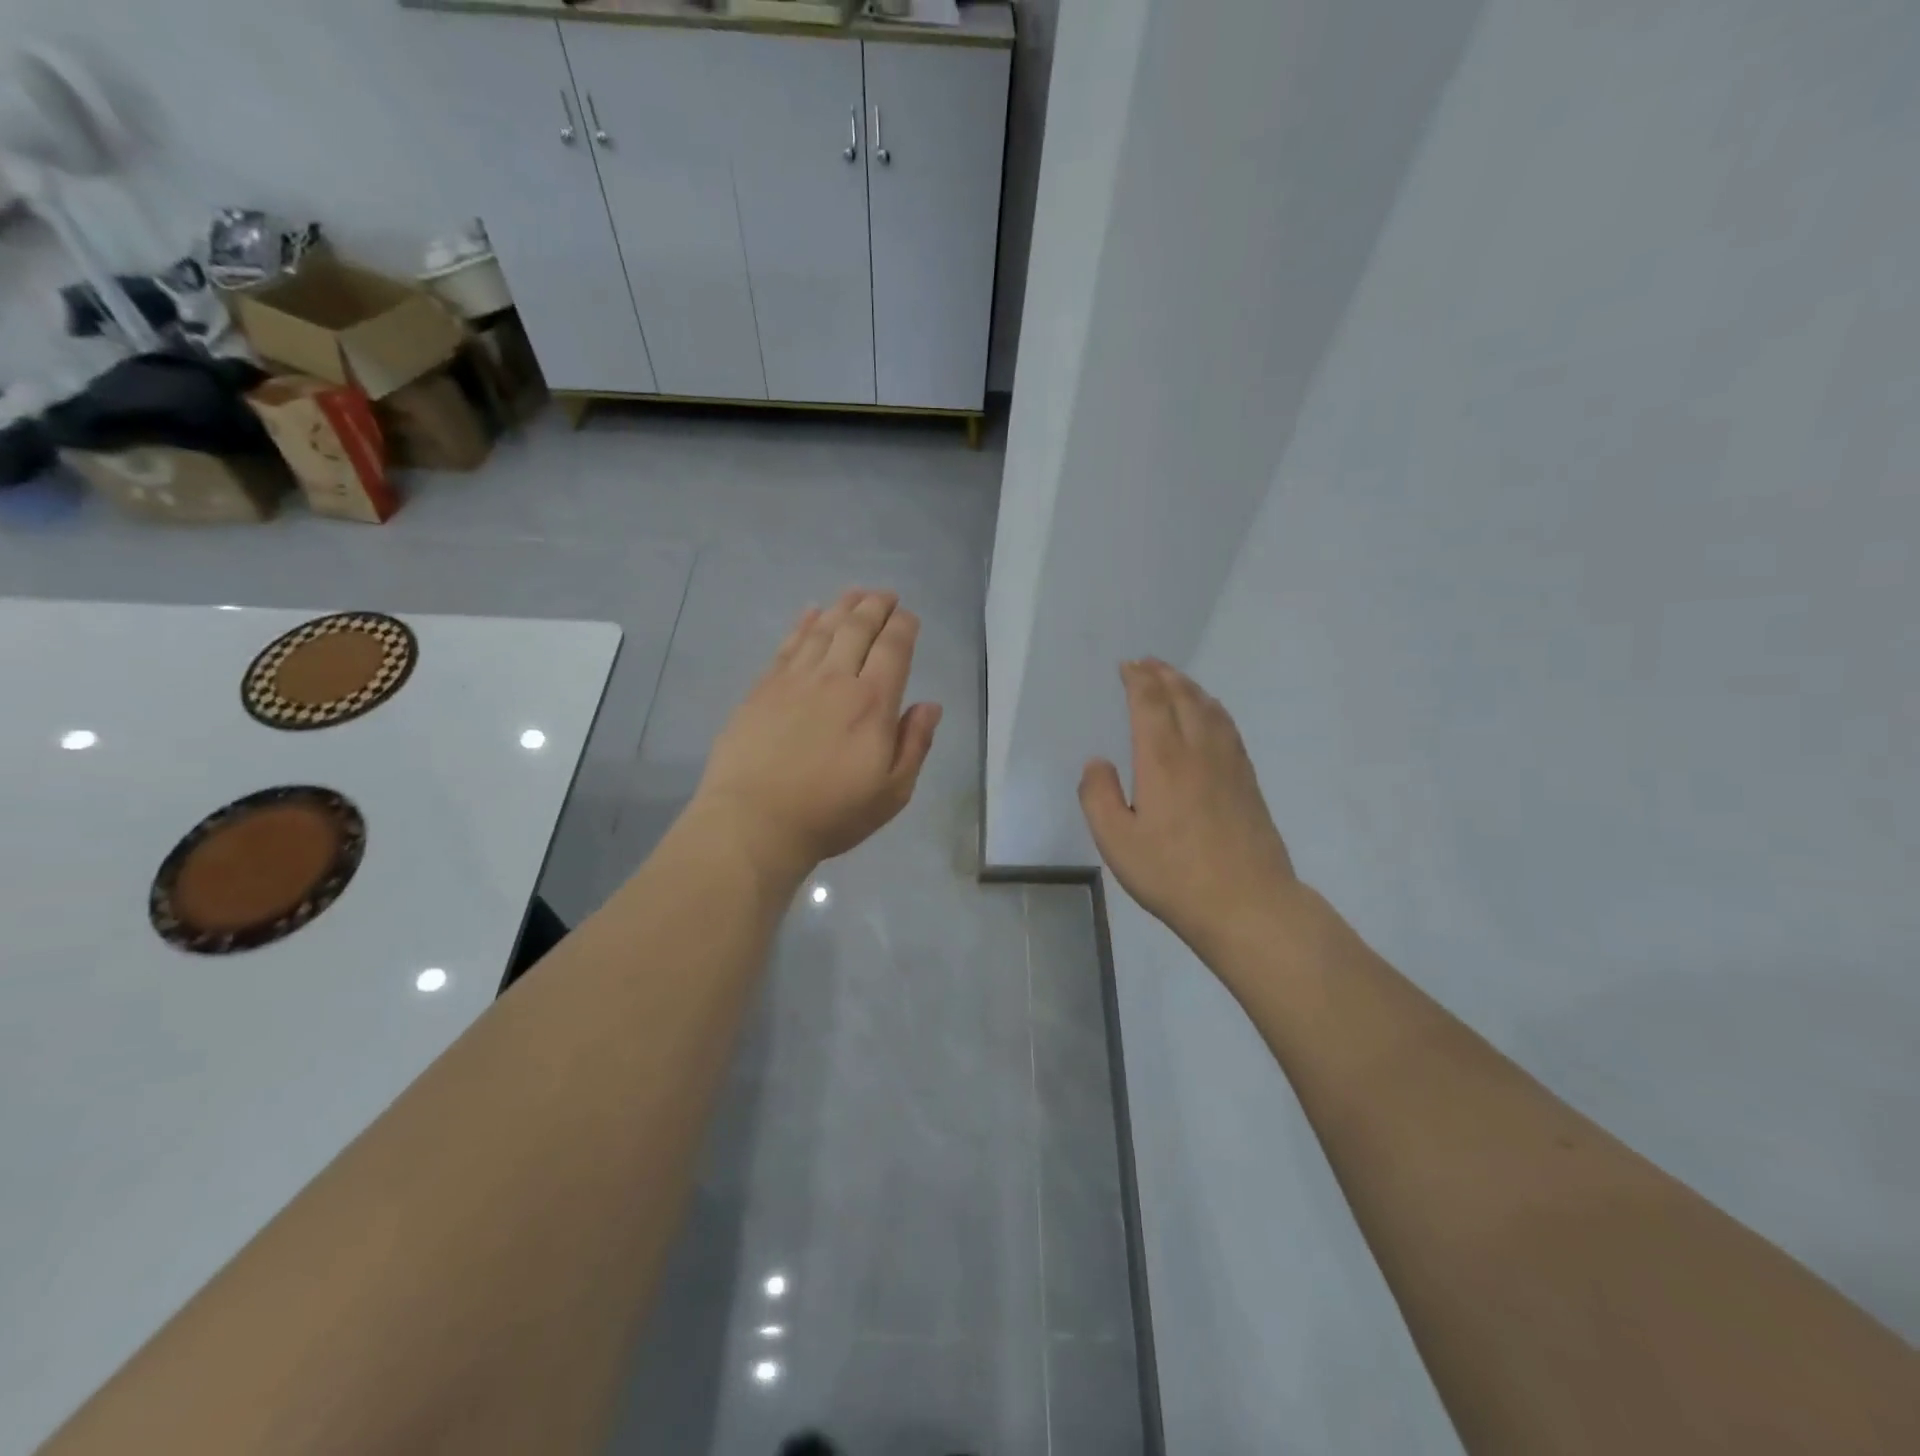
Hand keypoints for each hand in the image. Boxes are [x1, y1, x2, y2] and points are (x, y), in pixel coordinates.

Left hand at [691, 589, 941, 886]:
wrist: (754, 822)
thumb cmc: (831, 814)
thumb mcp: (892, 792)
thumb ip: (915, 744)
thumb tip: (930, 705)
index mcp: (872, 703)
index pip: (893, 649)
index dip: (904, 627)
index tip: (909, 617)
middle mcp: (835, 679)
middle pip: (858, 629)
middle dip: (876, 607)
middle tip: (886, 595)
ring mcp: (794, 680)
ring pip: (823, 629)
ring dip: (843, 607)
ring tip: (855, 593)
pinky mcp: (763, 688)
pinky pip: (788, 644)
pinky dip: (803, 623)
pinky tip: (811, 612)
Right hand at [1079, 660, 1296, 957]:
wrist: (1246, 903)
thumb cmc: (1173, 874)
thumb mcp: (1116, 842)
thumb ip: (1098, 796)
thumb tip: (1097, 763)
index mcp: (1162, 759)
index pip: (1150, 703)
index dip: (1138, 679)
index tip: (1127, 666)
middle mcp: (1198, 750)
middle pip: (1183, 696)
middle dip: (1163, 675)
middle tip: (1148, 662)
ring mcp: (1229, 764)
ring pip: (1210, 709)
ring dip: (1190, 687)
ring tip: (1176, 680)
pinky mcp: (1248, 781)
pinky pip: (1228, 728)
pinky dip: (1213, 709)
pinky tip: (1211, 716)